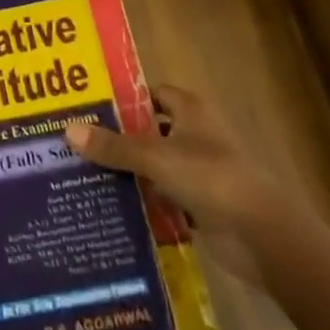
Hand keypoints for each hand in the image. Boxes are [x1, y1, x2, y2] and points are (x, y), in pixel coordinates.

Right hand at [64, 83, 290, 278]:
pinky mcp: (199, 204)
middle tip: (74, 142)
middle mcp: (194, 134)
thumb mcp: (156, 158)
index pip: (151, 93)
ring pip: (153, 165)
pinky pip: (162, 196)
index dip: (123, 98)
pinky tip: (109, 207)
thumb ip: (113, 146)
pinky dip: (142, 200)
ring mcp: (198, 171)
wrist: (262, 236)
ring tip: (81, 173)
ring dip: (127, 171)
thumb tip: (67, 130)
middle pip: (148, 129)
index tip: (87, 106)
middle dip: (117, 137)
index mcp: (189, 110)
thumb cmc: (211, 178)